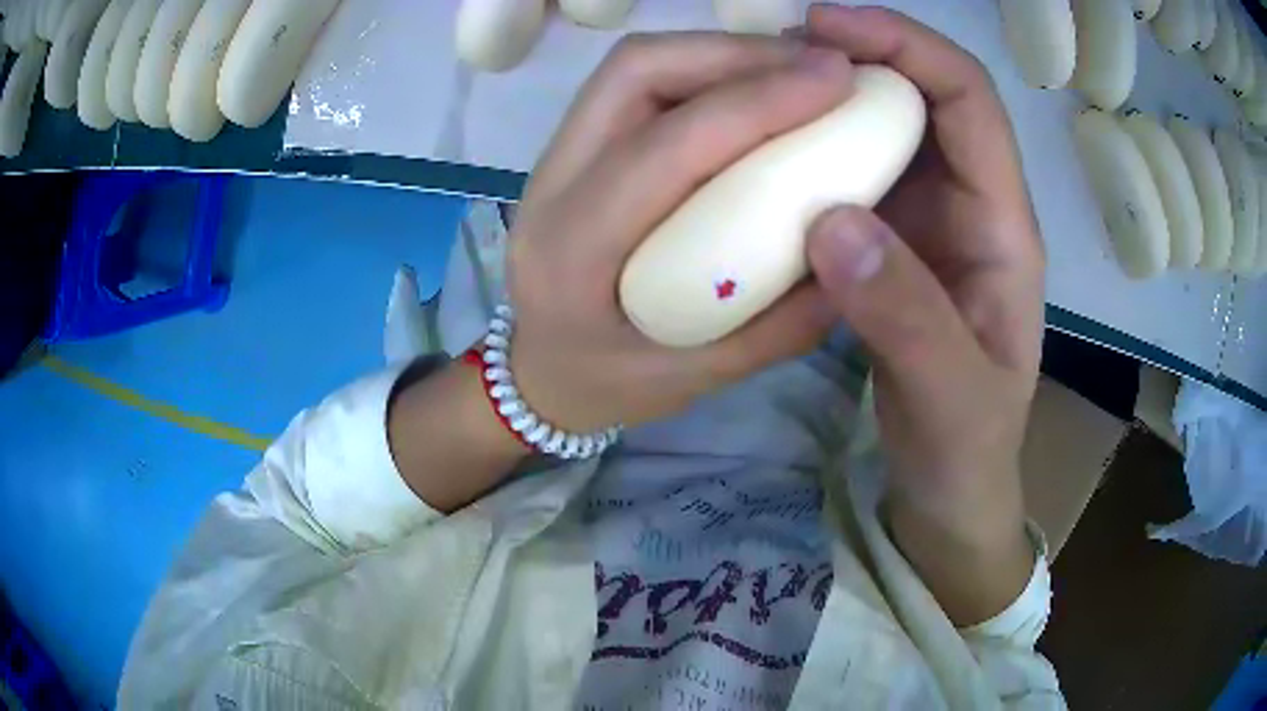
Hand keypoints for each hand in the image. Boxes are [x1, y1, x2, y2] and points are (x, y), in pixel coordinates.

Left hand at [506, 35, 855, 432]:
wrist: (538, 376)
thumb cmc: (609, 388)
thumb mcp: (701, 379)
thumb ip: (783, 325)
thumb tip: (855, 248)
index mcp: (574, 252)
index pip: (666, 148)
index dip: (757, 100)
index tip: (836, 80)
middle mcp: (550, 186)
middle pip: (635, 73)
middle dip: (736, 53)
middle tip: (818, 66)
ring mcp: (552, 158)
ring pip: (633, 68)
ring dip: (720, 54)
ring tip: (793, 70)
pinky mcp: (572, 147)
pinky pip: (636, 85)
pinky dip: (702, 72)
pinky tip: (752, 89)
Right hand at [802, 6, 1044, 621]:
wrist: (950, 489)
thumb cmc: (966, 449)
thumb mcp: (950, 399)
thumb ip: (905, 316)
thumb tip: (831, 219)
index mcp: (1004, 227)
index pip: (969, 101)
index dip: (908, 47)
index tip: (829, 26)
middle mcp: (969, 206)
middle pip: (924, 97)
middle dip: (860, 55)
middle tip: (774, 50)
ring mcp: (927, 223)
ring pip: (885, 130)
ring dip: (828, 98)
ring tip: (759, 89)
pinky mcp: (891, 245)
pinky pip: (853, 174)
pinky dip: (813, 149)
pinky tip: (766, 154)